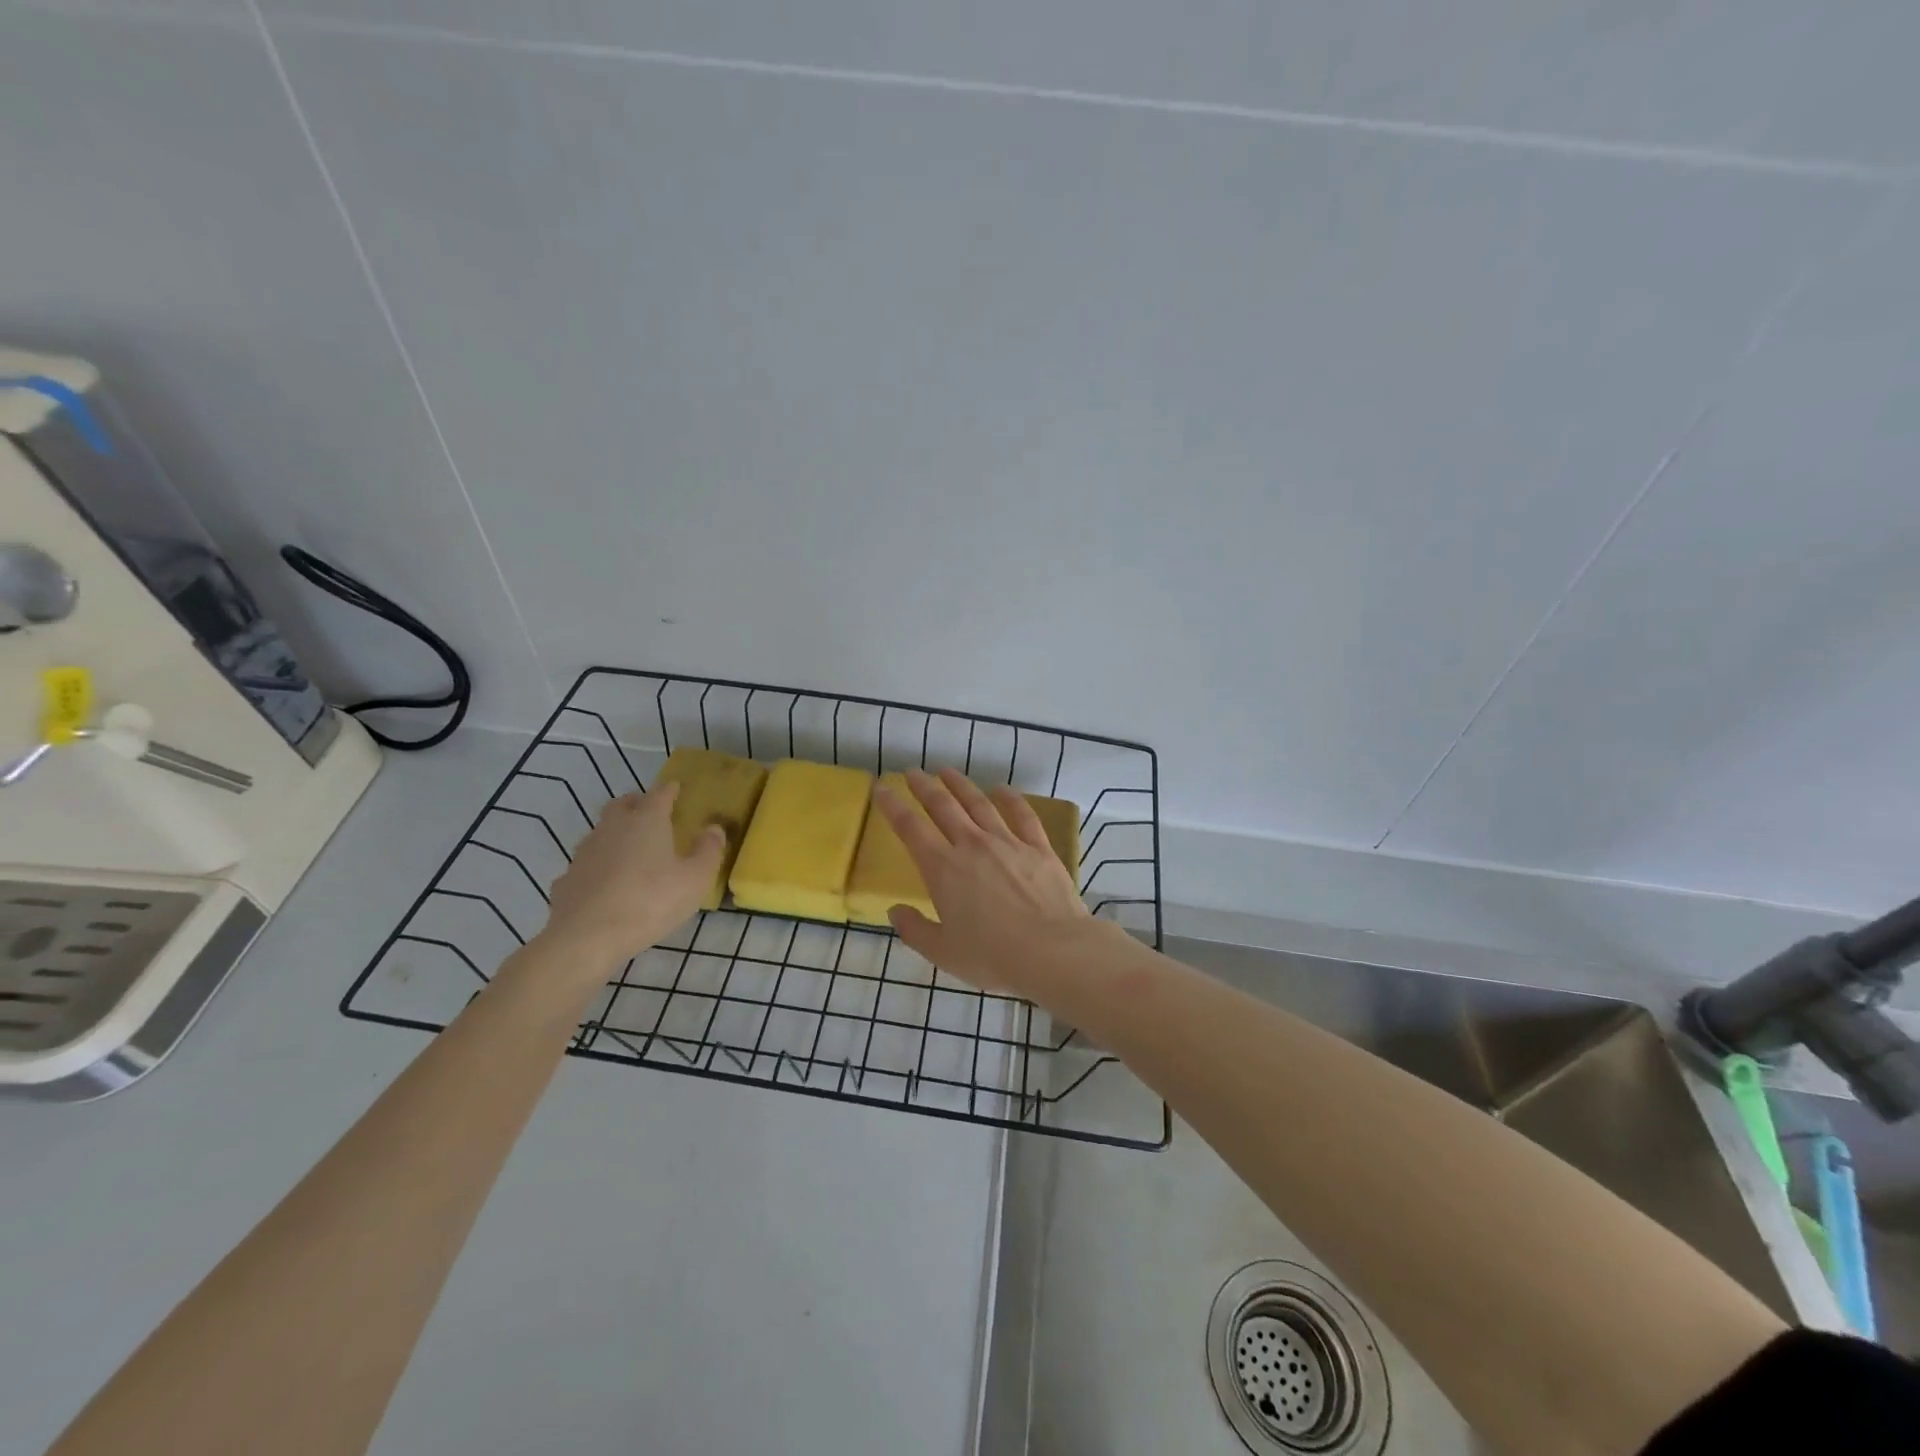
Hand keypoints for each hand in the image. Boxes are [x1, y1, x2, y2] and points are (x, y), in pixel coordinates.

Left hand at [543, 783, 722, 961]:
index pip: (659, 794)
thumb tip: (714, 829)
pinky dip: (597, 867)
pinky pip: (586, 865)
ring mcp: (584, 853)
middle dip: (637, 804)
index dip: (670, 790)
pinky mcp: (566, 880)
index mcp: (646, 821)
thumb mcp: (695, 879)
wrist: (586, 938)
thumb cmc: (650, 901)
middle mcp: (612, 828)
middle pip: (622, 805)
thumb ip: (709, 851)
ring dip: (615, 834)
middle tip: (650, 812)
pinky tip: (604, 885)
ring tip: (630, 850)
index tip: (676, 787)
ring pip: (601, 832)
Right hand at [874, 768, 1090, 993]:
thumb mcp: (943, 953)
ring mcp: (1008, 842)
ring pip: (979, 803)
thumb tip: (895, 911)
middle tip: (913, 772)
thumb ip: (915, 930)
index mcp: (943, 869)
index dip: (892, 806)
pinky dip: (1010, 799)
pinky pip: (1022, 815)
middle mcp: (972, 845)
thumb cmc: (992, 956)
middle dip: (924, 786)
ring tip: (947, 771)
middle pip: (943, 806)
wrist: (1052, 951)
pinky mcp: (1038, 847)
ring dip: (960, 785)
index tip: (881, 788)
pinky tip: (1002, 790)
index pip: (910, 828)